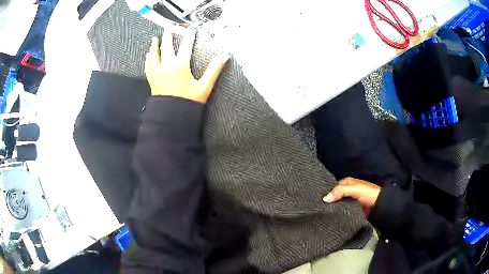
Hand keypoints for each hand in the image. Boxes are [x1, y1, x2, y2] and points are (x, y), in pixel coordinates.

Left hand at [145, 32, 229, 102]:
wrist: (171, 116)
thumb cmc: (188, 102)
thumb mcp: (204, 86)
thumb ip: (214, 70)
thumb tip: (224, 57)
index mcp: (181, 66)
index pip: (185, 47)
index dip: (188, 38)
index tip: (190, 32)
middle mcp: (167, 66)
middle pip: (167, 47)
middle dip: (168, 37)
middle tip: (168, 29)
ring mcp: (158, 72)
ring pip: (155, 54)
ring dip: (155, 45)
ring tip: (155, 39)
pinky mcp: (152, 79)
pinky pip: (148, 65)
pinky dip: (148, 59)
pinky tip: (147, 55)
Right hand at [323, 177, 380, 216]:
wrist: (380, 206)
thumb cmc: (368, 194)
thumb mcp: (354, 189)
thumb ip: (340, 191)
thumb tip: (324, 199)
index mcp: (347, 182)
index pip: (332, 187)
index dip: (326, 193)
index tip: (318, 200)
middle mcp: (347, 190)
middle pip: (334, 196)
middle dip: (328, 202)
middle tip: (319, 209)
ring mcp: (349, 200)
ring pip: (337, 204)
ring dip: (332, 208)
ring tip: (322, 214)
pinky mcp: (351, 209)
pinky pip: (341, 210)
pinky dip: (337, 213)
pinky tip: (330, 217)